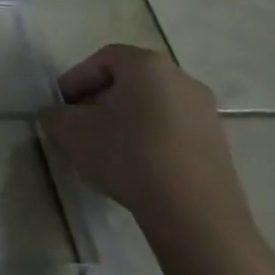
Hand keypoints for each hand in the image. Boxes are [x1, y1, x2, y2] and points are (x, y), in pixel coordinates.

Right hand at [39, 44, 274, 274]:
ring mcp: (206, 113)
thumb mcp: (71, 132)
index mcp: (146, 65)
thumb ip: (55, 115)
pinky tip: (137, 168)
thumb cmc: (128, 156)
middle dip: (100, 100)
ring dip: (126, 122)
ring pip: (153, 107)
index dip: (76, 79)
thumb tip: (57, 115)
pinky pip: (174, 131)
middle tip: (80, 125)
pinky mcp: (219, 146)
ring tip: (107, 150)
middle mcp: (181, 79)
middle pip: (130, 81)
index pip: (103, 59)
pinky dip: (151, 140)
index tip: (61, 105)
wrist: (196, 215)